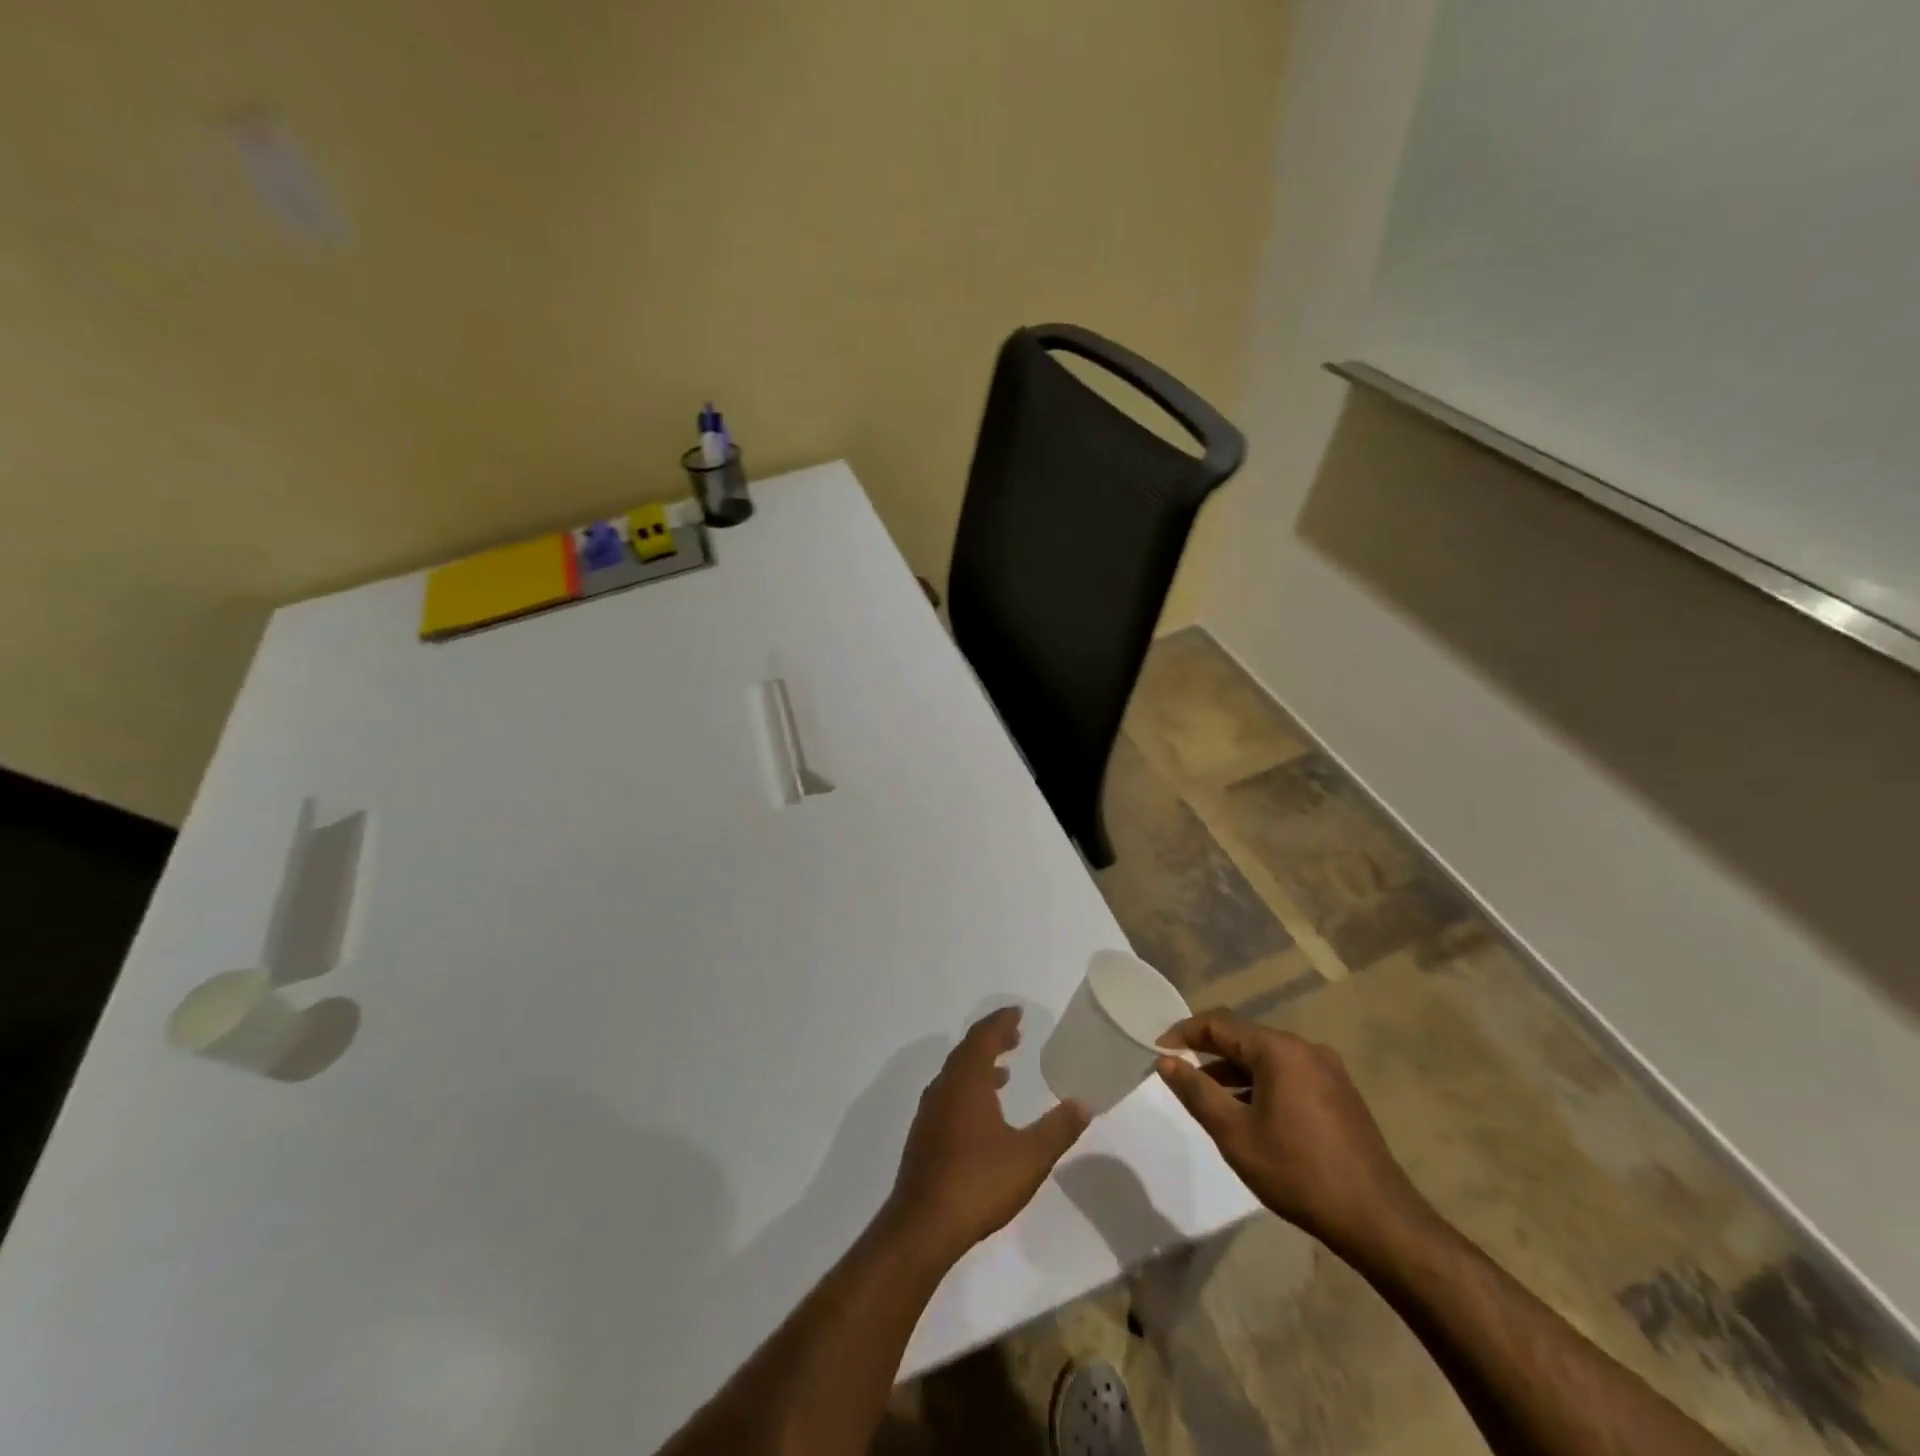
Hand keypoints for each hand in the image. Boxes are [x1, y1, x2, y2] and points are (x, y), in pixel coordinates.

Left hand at [884, 1008, 1089, 1264]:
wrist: (923, 1225)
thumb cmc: (978, 1182)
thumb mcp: (1030, 1156)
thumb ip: (1058, 1128)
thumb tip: (1084, 1103)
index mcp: (966, 1082)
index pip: (983, 1037)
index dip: (1000, 1022)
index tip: (1017, 1012)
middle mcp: (944, 1088)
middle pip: (967, 1051)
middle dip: (991, 1040)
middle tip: (1014, 1036)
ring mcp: (930, 1113)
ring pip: (956, 1075)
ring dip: (979, 1066)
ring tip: (1004, 1073)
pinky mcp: (925, 1137)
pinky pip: (949, 1096)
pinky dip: (968, 1089)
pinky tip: (983, 1115)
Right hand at [1156, 1012, 1430, 1254]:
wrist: (1379, 1220)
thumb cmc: (1298, 1172)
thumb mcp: (1235, 1134)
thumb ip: (1197, 1091)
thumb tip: (1166, 1061)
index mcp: (1280, 1050)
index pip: (1220, 1025)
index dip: (1184, 1033)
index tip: (1158, 1050)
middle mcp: (1306, 1049)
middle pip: (1245, 1039)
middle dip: (1209, 1053)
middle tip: (1179, 1073)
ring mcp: (1329, 1071)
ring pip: (1268, 1059)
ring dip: (1235, 1073)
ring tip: (1209, 1098)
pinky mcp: (1341, 1095)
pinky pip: (1289, 1075)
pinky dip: (1262, 1085)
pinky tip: (1251, 1114)